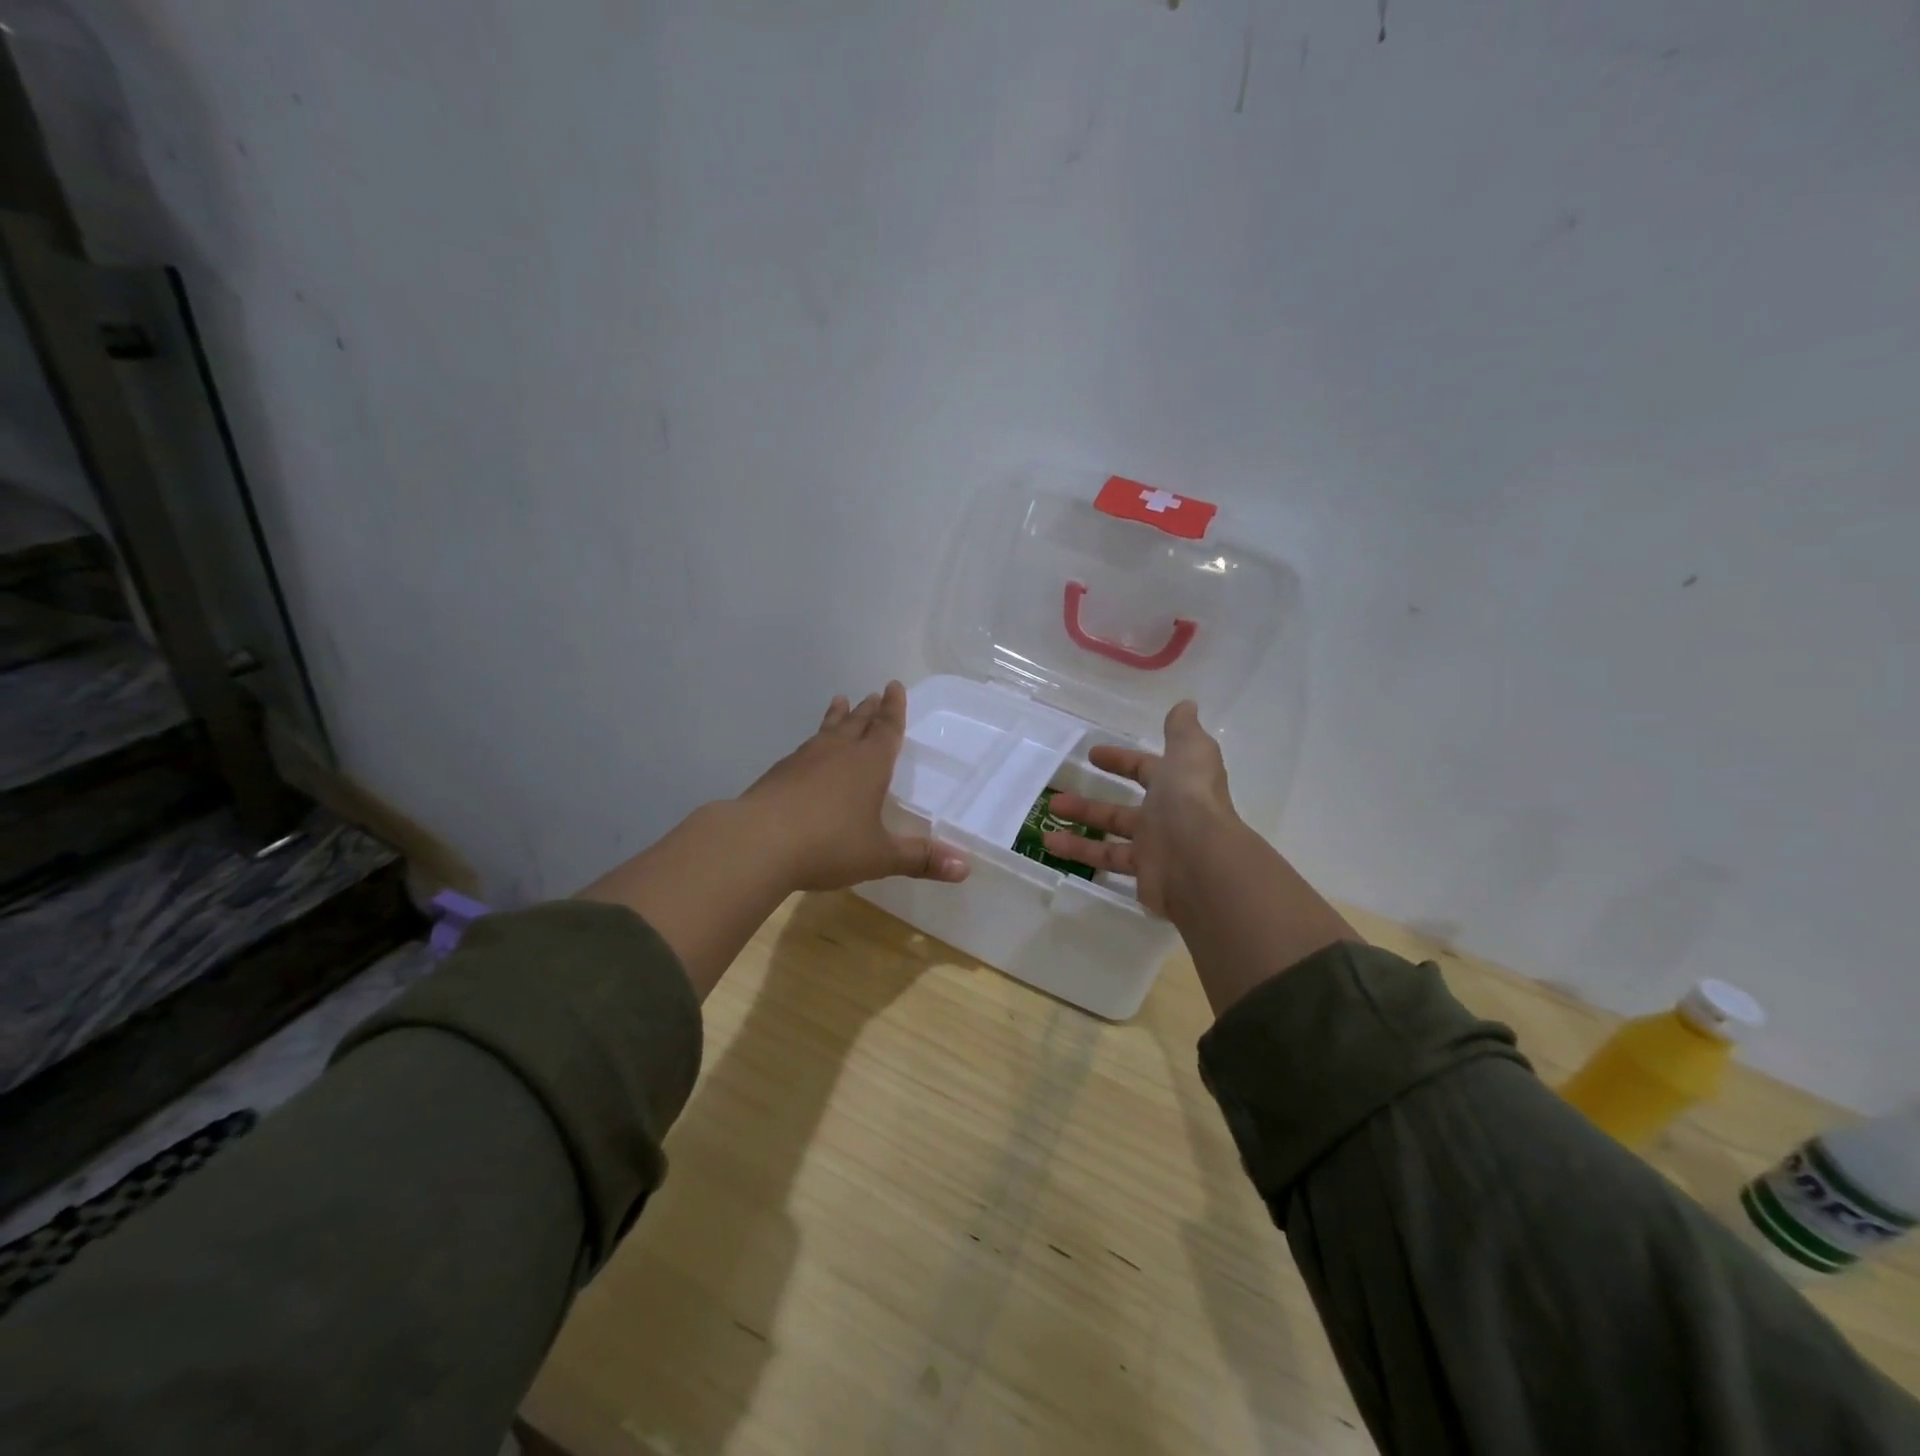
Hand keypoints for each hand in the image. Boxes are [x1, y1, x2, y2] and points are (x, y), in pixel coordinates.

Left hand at [740, 681, 969, 891]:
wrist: (756, 842)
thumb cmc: (828, 844)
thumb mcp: (880, 856)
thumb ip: (920, 859)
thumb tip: (966, 868)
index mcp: (868, 764)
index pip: (887, 729)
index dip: (894, 709)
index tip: (894, 685)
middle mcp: (838, 753)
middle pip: (857, 723)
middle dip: (869, 710)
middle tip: (873, 693)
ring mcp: (804, 760)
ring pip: (827, 731)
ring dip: (837, 717)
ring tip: (840, 701)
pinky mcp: (778, 774)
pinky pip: (804, 750)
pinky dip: (813, 743)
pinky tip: (807, 753)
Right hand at [1040, 700, 1241, 917]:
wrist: (1201, 862)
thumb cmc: (1191, 799)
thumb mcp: (1189, 752)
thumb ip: (1182, 731)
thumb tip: (1186, 706)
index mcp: (1177, 785)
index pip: (1146, 769)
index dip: (1121, 760)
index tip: (1092, 754)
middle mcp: (1167, 816)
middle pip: (1124, 807)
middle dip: (1092, 800)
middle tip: (1058, 792)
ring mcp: (1155, 847)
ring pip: (1110, 833)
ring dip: (1079, 823)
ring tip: (1047, 816)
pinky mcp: (1143, 874)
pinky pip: (1106, 860)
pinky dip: (1078, 853)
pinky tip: (1050, 846)